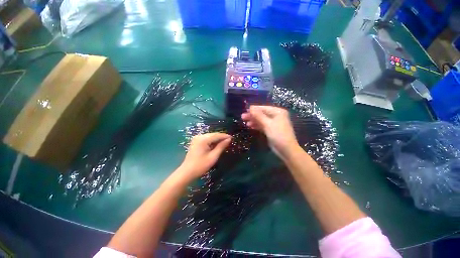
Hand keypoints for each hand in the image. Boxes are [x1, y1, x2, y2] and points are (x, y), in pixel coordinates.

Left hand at [177, 133, 231, 180]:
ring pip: (210, 136)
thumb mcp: (213, 156)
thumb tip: (229, 139)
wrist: (187, 172)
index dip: (225, 136)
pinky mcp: (196, 141)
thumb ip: (221, 146)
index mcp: (203, 139)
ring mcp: (197, 138)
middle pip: (213, 135)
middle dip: (221, 137)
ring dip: (217, 139)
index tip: (232, 138)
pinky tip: (217, 144)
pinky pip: (206, 139)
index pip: (217, 135)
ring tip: (225, 142)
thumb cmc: (201, 166)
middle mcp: (199, 136)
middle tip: (229, 140)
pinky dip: (212, 141)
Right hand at [241, 106, 298, 158]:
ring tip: (244, 122)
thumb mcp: (267, 124)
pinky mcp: (271, 130)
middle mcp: (276, 116)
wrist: (286, 150)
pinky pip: (262, 125)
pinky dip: (256, 125)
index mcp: (278, 112)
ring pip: (261, 120)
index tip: (244, 110)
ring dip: (253, 121)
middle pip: (262, 114)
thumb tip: (250, 107)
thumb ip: (258, 115)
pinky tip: (250, 126)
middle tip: (242, 117)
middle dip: (252, 115)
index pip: (264, 108)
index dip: (254, 109)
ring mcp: (273, 123)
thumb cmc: (278, 135)